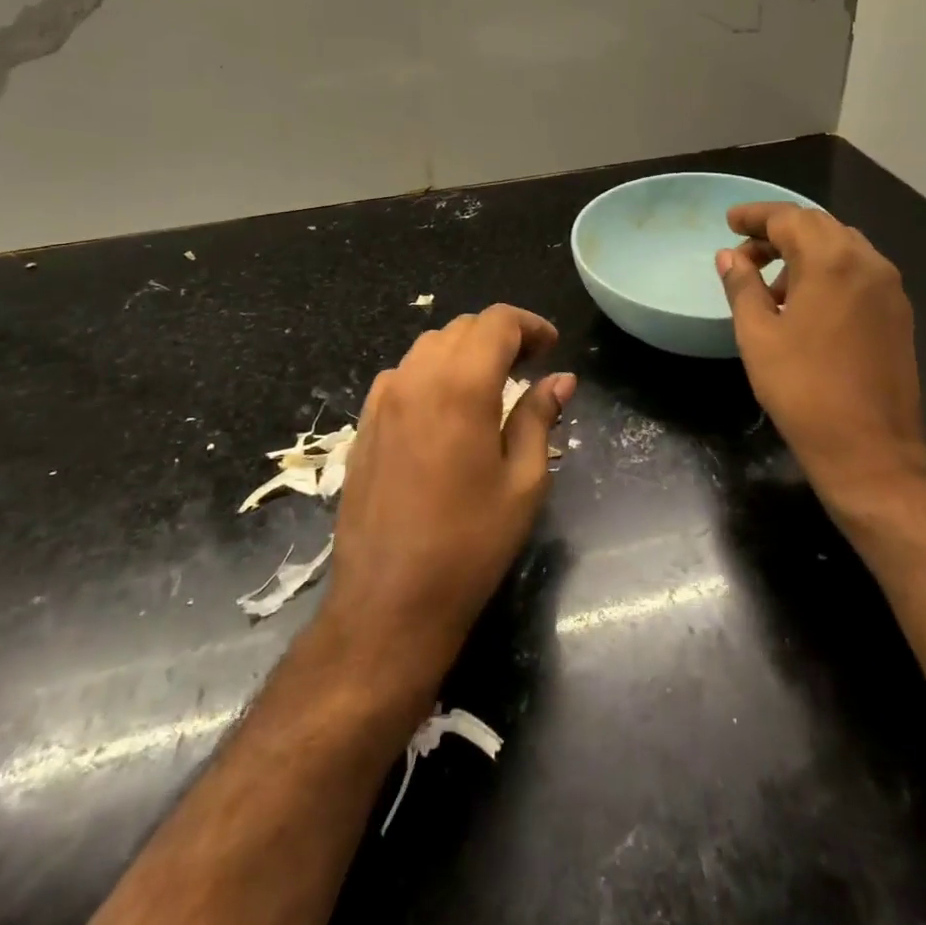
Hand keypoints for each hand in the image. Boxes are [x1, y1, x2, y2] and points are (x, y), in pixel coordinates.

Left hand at [320, 304, 574, 686]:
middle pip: (462, 328)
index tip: (552, 348)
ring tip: (491, 384)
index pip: (497, 322)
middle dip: (501, 336)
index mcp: (461, 387)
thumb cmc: (470, 545)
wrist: (389, 602)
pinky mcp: (365, 423)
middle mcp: (416, 378)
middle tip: (529, 366)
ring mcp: (383, 399)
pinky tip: (447, 408)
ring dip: (465, 351)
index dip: (530, 325)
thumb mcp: (523, 482)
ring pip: (429, 346)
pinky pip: (403, 374)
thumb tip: (561, 379)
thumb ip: (539, 417)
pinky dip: (432, 372)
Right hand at [716, 203, 925, 513]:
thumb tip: (730, 256)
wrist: (870, 448)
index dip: (755, 216)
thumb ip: (742, 286)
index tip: (729, 222)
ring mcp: (889, 288)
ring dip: (804, 252)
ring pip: (842, 247)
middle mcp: (868, 262)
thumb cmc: (803, 389)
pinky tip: (805, 304)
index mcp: (832, 261)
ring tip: (771, 285)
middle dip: (779, 232)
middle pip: (819, 227)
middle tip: (744, 252)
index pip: (789, 218)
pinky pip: (859, 272)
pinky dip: (828, 272)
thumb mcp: (758, 335)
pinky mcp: (898, 313)